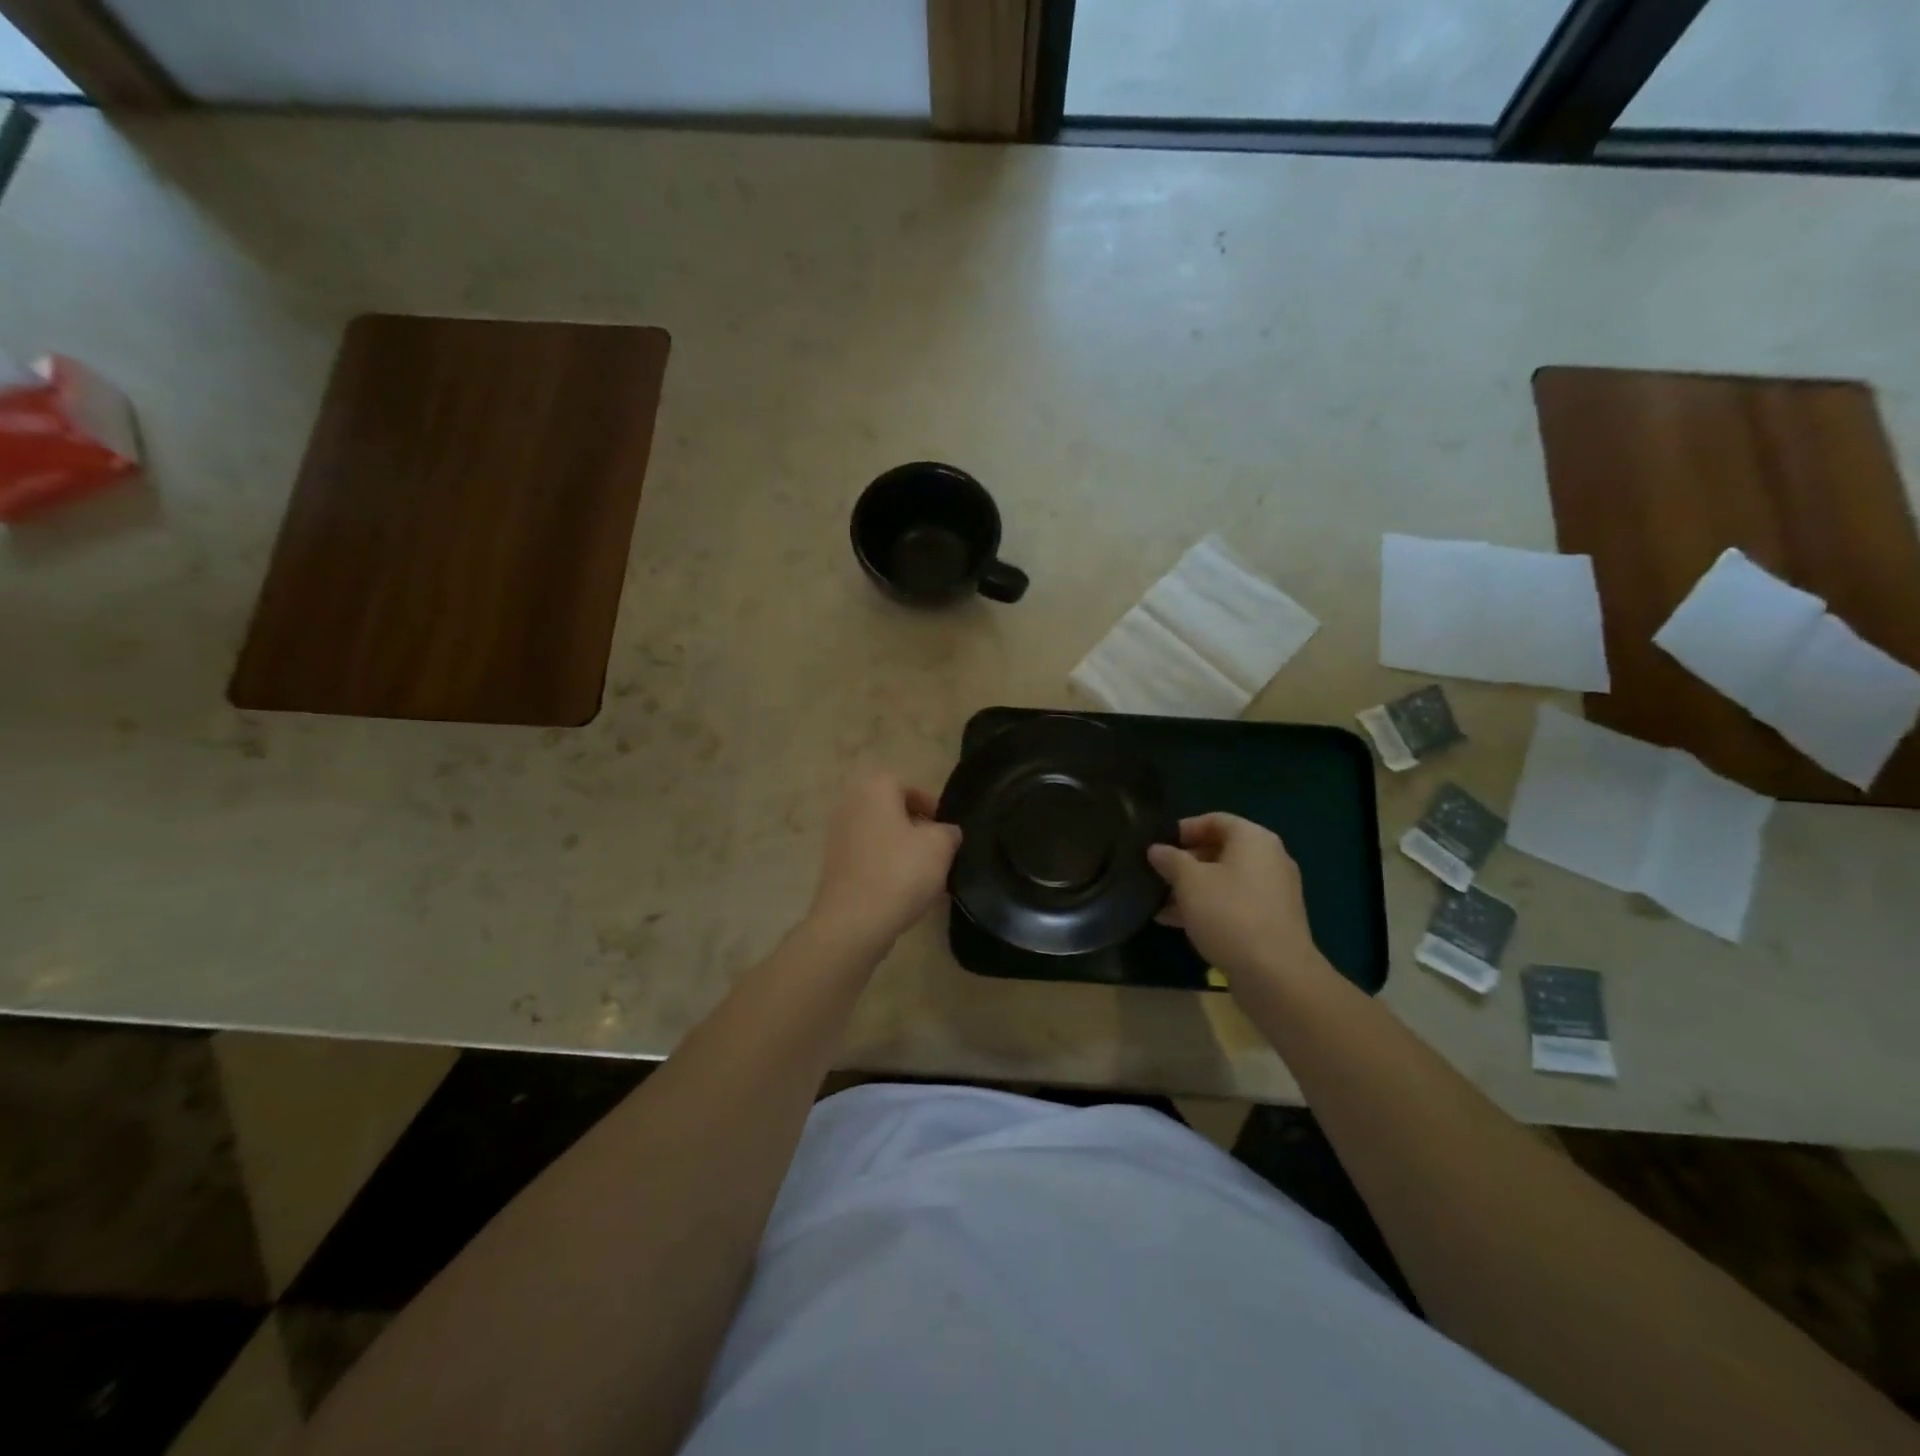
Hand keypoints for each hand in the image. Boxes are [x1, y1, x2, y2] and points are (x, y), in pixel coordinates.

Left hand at [806, 772, 962, 951]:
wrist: (853, 922)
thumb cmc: (899, 872)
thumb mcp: (940, 846)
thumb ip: (948, 831)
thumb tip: (946, 832)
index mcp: (874, 789)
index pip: (910, 787)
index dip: (933, 807)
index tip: (947, 830)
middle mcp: (850, 804)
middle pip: (893, 810)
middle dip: (917, 828)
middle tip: (938, 851)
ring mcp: (837, 835)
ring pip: (881, 834)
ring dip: (902, 849)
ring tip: (925, 874)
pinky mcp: (834, 864)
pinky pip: (869, 856)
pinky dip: (886, 866)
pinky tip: (903, 889)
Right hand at [1147, 814, 1324, 987]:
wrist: (1276, 975)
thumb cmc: (1230, 914)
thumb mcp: (1190, 882)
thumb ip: (1170, 860)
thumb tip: (1156, 849)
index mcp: (1254, 839)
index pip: (1214, 820)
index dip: (1183, 829)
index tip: (1157, 845)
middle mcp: (1269, 859)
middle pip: (1220, 850)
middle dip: (1185, 862)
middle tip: (1156, 874)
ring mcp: (1273, 892)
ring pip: (1225, 880)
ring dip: (1192, 888)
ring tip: (1159, 902)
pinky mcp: (1271, 921)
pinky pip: (1234, 903)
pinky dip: (1208, 907)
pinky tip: (1177, 923)